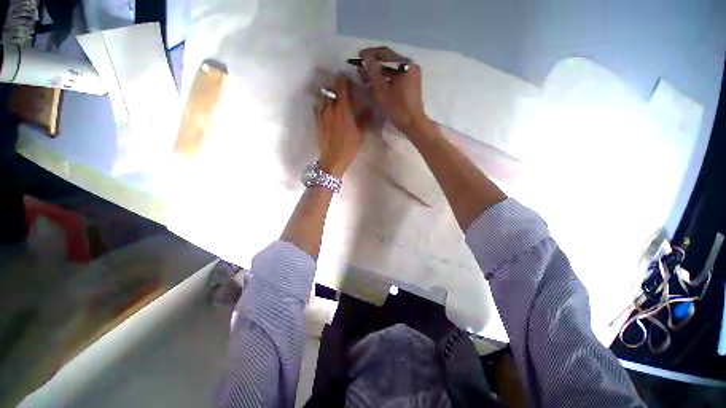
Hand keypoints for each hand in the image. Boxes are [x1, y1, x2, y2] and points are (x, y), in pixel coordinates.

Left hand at [316, 75, 370, 177]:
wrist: (333, 159)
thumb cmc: (349, 146)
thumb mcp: (360, 133)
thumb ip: (365, 118)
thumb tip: (370, 108)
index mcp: (342, 109)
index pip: (341, 87)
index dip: (343, 79)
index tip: (346, 77)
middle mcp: (330, 108)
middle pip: (330, 89)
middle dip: (335, 86)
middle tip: (341, 88)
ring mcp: (321, 114)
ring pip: (321, 97)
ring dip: (327, 93)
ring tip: (332, 97)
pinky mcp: (316, 121)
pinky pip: (317, 107)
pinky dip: (321, 103)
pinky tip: (325, 107)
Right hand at [359, 46, 429, 136]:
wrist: (414, 124)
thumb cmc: (398, 109)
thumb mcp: (383, 91)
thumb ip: (374, 73)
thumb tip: (366, 57)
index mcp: (405, 65)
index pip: (385, 53)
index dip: (370, 54)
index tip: (358, 56)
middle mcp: (410, 65)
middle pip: (388, 60)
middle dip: (373, 63)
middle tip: (360, 68)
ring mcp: (412, 74)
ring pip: (391, 68)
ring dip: (378, 71)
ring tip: (365, 77)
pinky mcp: (411, 82)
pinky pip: (396, 76)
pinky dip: (386, 78)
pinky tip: (376, 83)